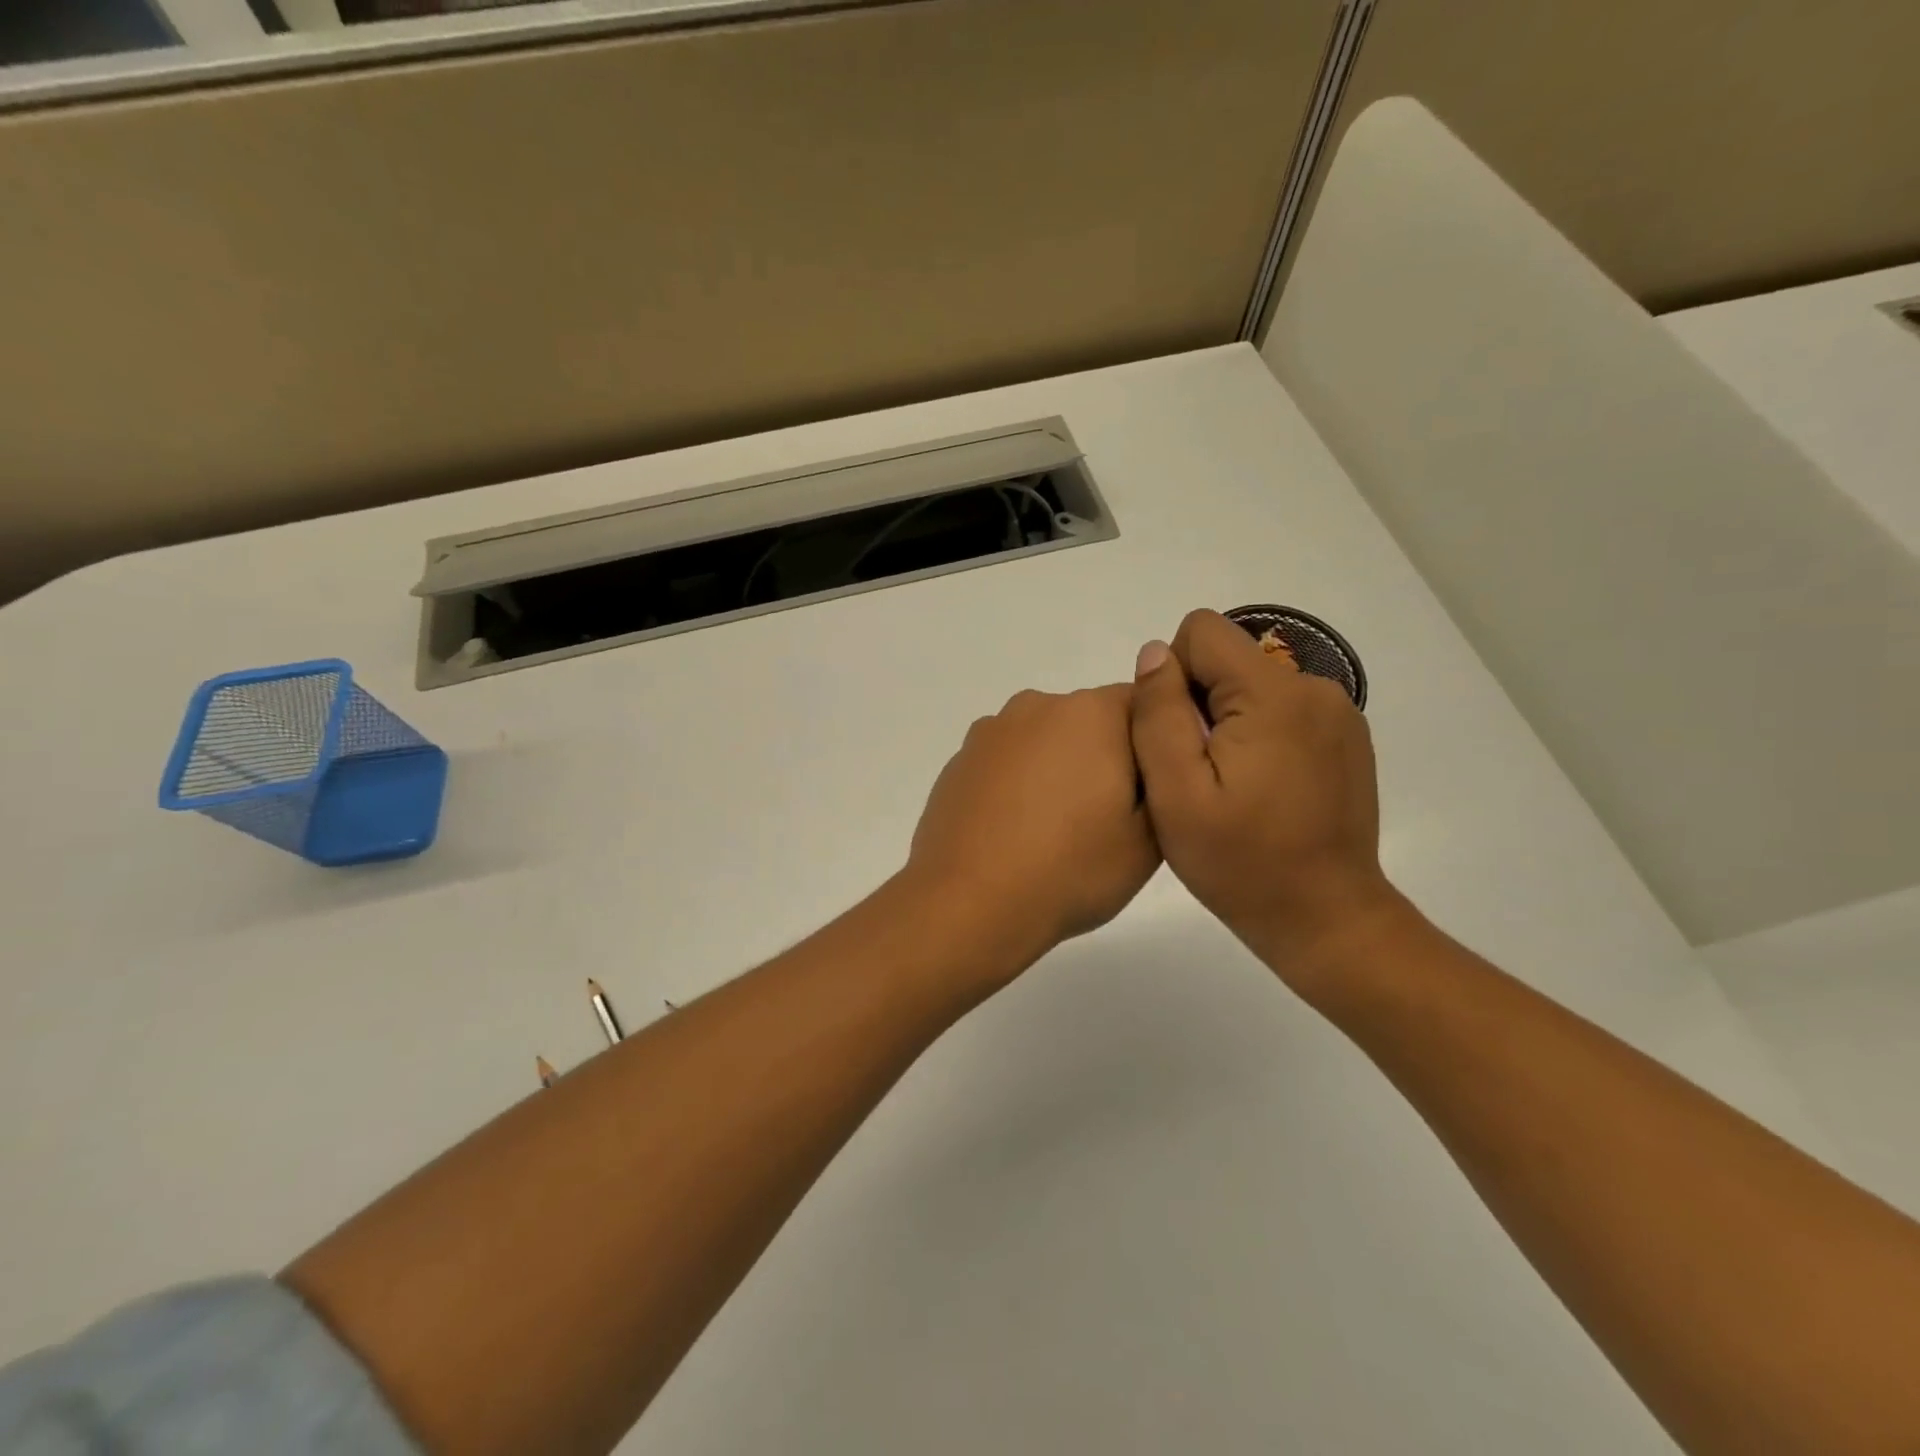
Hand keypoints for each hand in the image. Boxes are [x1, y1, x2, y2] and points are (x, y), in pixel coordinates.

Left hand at [906, 685, 1159, 972]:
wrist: (970, 903)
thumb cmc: (1071, 869)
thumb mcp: (1150, 838)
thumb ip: (1164, 783)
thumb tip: (1153, 759)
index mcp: (1092, 713)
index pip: (1144, 706)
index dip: (1155, 746)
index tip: (1151, 791)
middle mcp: (1038, 706)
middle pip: (1090, 721)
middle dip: (1104, 757)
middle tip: (1108, 819)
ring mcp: (990, 732)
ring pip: (1044, 742)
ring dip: (1057, 770)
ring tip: (1056, 831)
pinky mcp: (959, 762)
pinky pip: (1005, 763)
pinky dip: (1017, 786)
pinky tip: (1015, 833)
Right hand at [1129, 610, 1400, 989]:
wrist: (1324, 918)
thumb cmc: (1240, 862)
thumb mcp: (1176, 792)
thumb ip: (1158, 713)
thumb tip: (1155, 652)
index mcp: (1273, 694)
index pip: (1202, 632)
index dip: (1173, 678)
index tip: (1179, 739)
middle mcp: (1314, 687)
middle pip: (1228, 658)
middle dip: (1199, 703)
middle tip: (1200, 774)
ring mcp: (1337, 712)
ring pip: (1252, 684)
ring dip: (1228, 722)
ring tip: (1230, 786)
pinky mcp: (1345, 736)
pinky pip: (1281, 709)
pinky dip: (1258, 735)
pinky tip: (1260, 789)